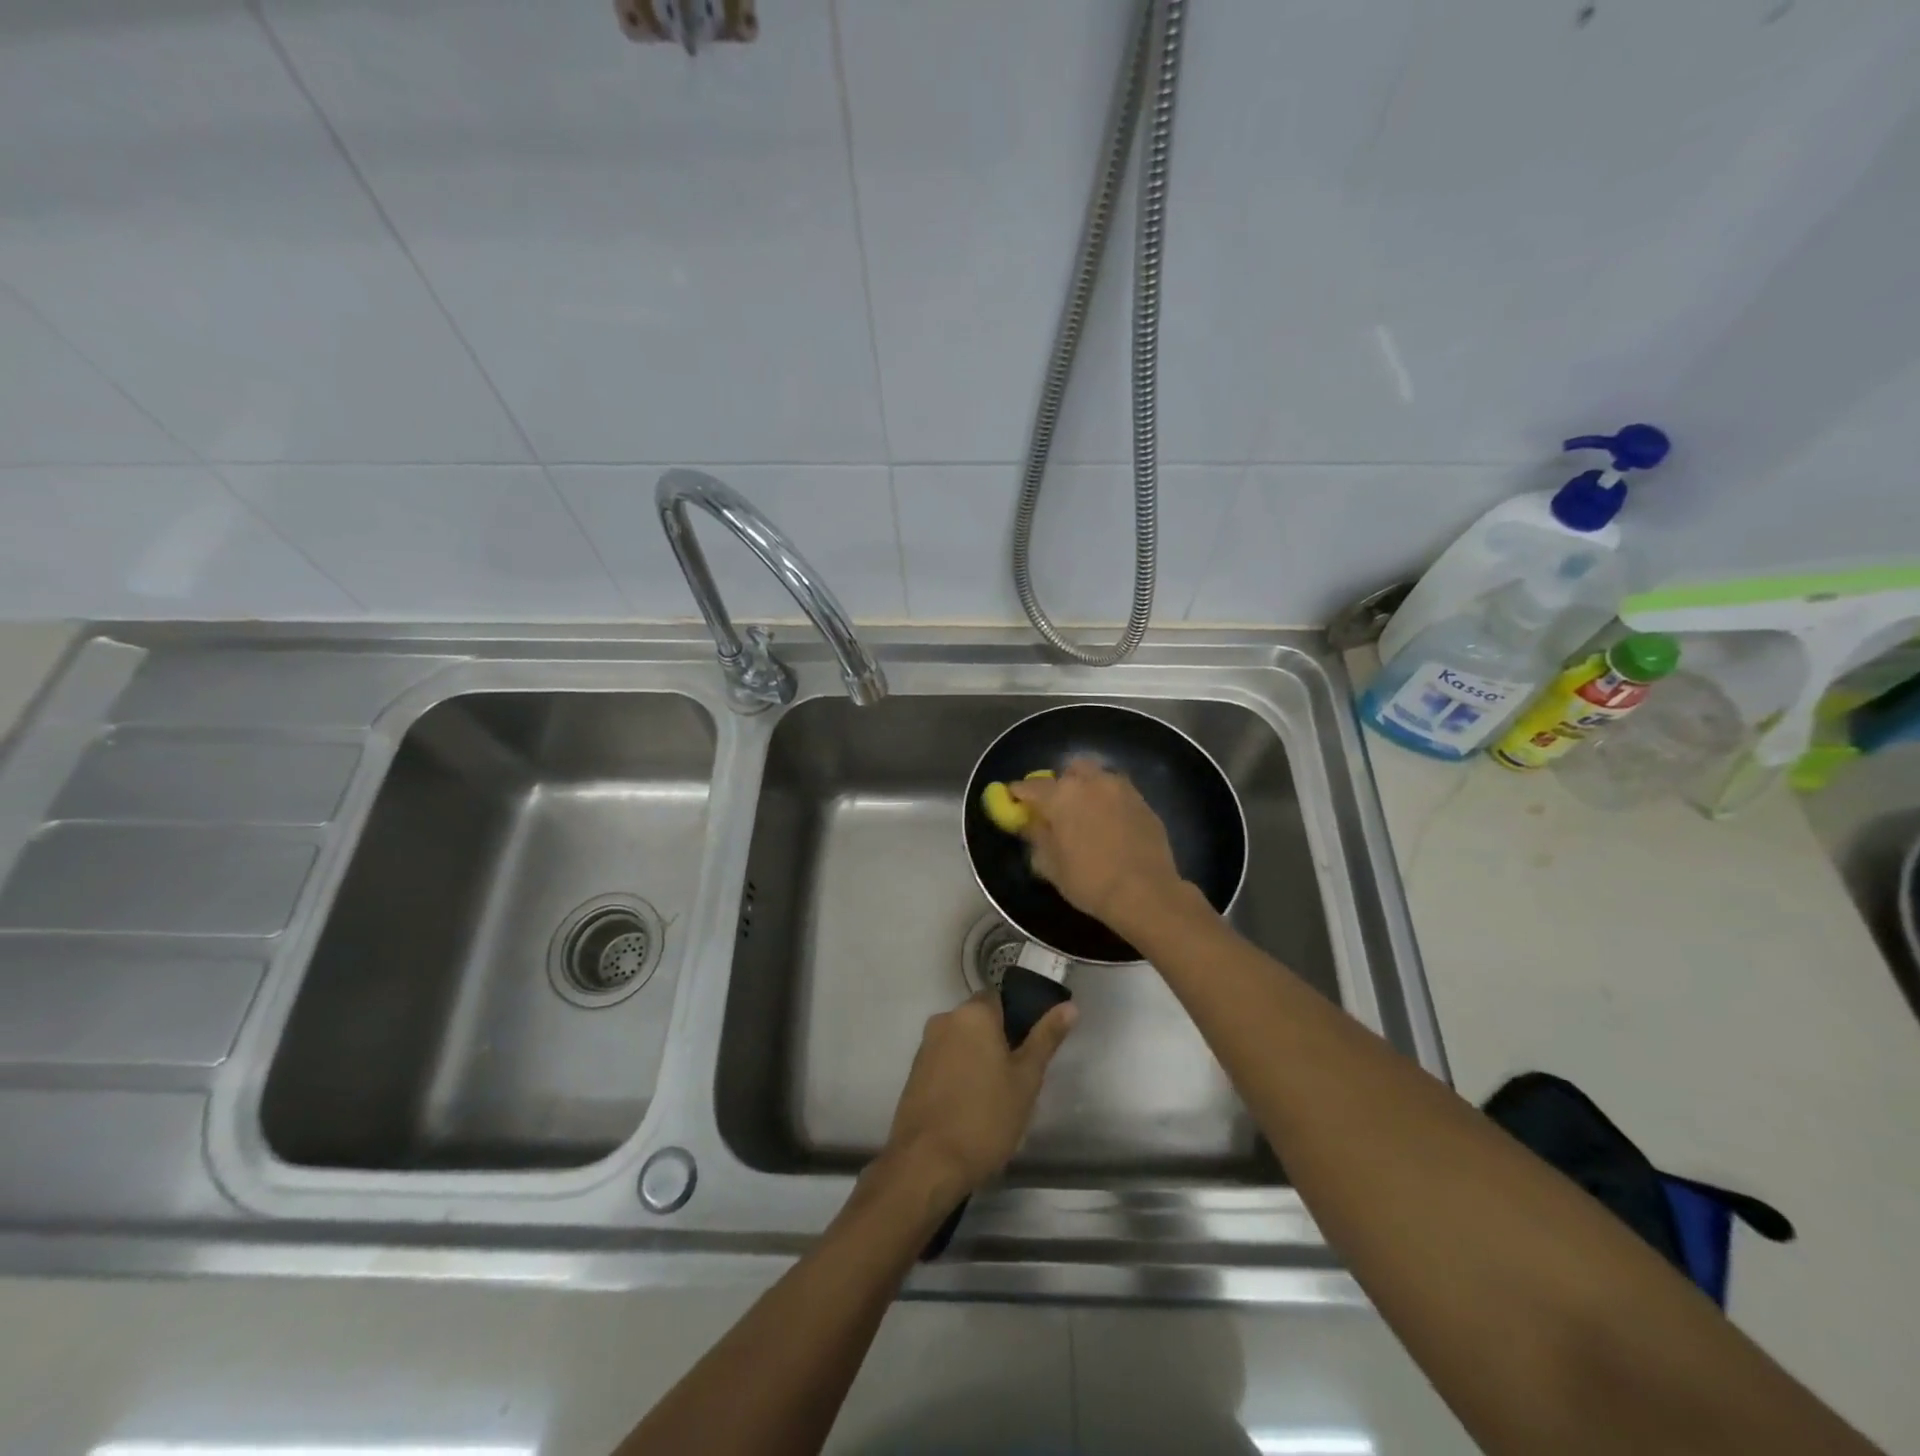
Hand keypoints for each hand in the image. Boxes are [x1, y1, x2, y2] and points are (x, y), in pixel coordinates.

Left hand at [882, 993, 1075, 1200]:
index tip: (1030, 1050)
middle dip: (998, 1042)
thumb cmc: (985, 1117)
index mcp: (973, 1013)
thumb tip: (1069, 1006)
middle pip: (979, 1021)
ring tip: (996, 1098)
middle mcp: (945, 1020)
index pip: (1000, 999)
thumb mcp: (1026, 1079)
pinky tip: (970, 1107)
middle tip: (1018, 1079)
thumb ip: (1046, 1038)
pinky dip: (959, 1075)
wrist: (927, 1163)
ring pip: (961, 1043)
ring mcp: (925, 1046)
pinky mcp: (914, 1073)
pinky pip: (945, 1062)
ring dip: (978, 1060)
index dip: (1018, 1020)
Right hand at [1008, 755, 1185, 930]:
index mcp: (1061, 795)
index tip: (1013, 801)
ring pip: (1097, 776)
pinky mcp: (1142, 801)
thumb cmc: (1089, 880)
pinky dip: (1108, 800)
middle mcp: (1090, 782)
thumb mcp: (1050, 865)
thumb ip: (1036, 837)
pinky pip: (1118, 791)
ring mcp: (1120, 788)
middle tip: (1056, 807)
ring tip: (1086, 811)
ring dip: (1087, 787)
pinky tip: (1109, 821)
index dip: (1018, 794)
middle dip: (1059, 784)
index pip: (1030, 787)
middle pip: (1068, 772)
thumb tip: (1030, 823)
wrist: (1145, 892)